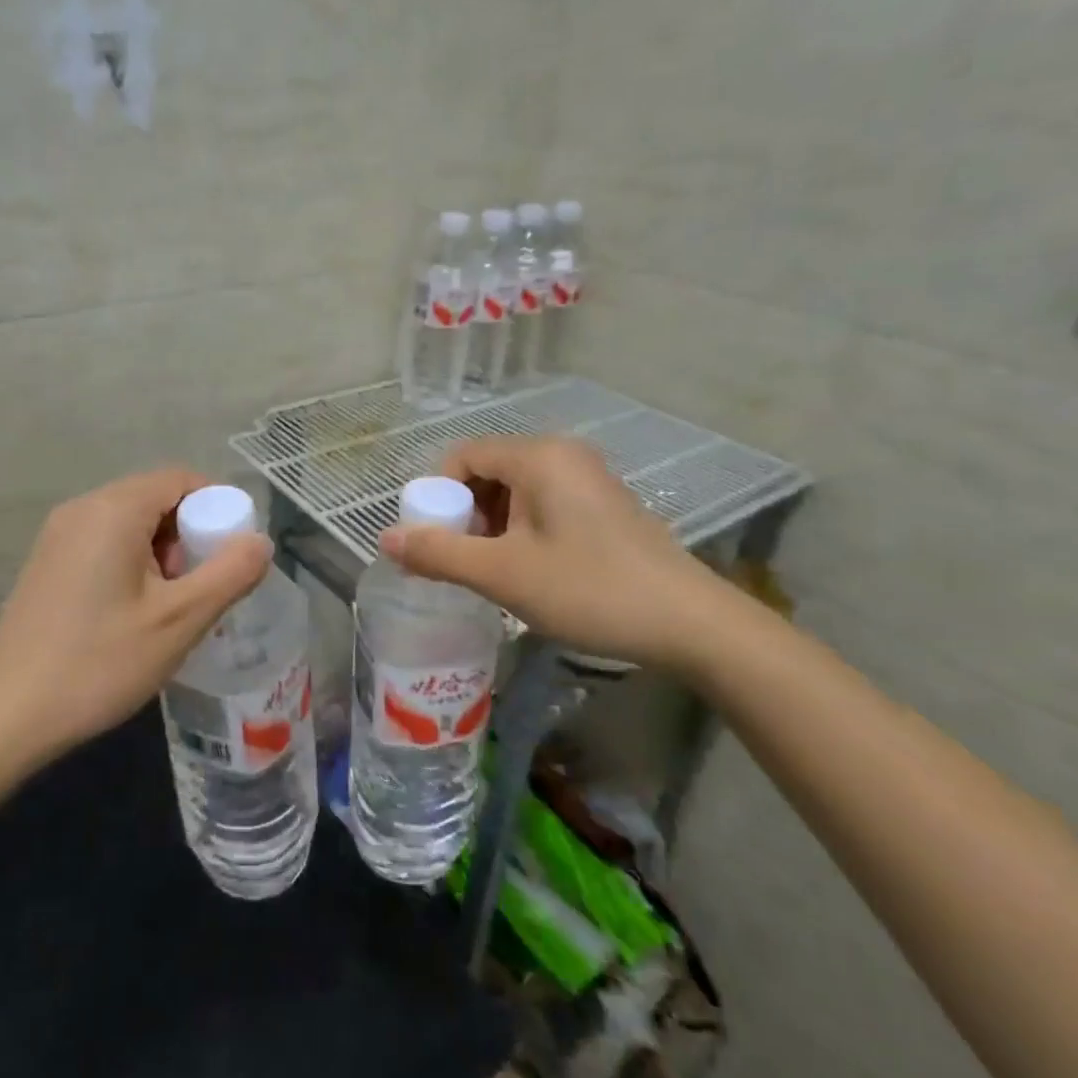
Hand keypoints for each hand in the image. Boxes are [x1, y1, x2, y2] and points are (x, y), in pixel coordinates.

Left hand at [0, 468, 272, 771]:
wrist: (8, 716)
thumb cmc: (100, 663)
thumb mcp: (180, 621)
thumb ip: (230, 574)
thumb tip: (261, 541)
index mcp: (113, 510)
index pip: (181, 479)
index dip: (217, 507)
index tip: (232, 553)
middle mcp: (81, 509)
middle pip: (155, 498)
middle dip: (189, 534)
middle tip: (200, 587)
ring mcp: (57, 535)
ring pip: (130, 522)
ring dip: (162, 551)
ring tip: (169, 606)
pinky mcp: (46, 563)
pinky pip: (104, 542)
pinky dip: (133, 562)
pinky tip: (133, 613)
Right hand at [379, 435, 749, 672]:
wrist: (691, 624)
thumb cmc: (590, 590)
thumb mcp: (504, 575)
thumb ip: (440, 553)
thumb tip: (385, 539)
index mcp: (538, 456)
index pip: (463, 455)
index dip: (437, 494)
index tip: (433, 540)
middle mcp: (563, 454)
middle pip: (488, 470)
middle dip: (465, 512)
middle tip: (463, 560)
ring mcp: (588, 478)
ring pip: (515, 489)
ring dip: (492, 525)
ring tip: (494, 571)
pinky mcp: (604, 504)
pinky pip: (543, 502)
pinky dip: (521, 529)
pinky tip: (529, 569)